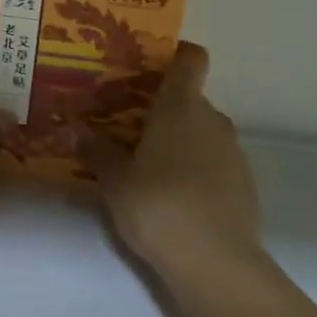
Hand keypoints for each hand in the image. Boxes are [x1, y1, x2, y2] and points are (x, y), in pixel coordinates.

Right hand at [90, 42, 262, 275]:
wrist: (215, 262)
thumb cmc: (157, 206)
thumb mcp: (114, 180)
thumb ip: (95, 150)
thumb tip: (72, 128)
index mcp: (180, 107)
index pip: (190, 59)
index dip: (175, 54)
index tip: (149, 65)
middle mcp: (212, 119)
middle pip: (189, 98)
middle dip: (161, 107)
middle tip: (127, 125)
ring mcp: (233, 151)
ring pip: (202, 130)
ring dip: (178, 138)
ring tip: (146, 163)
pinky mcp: (244, 182)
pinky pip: (214, 159)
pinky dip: (195, 165)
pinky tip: (173, 194)